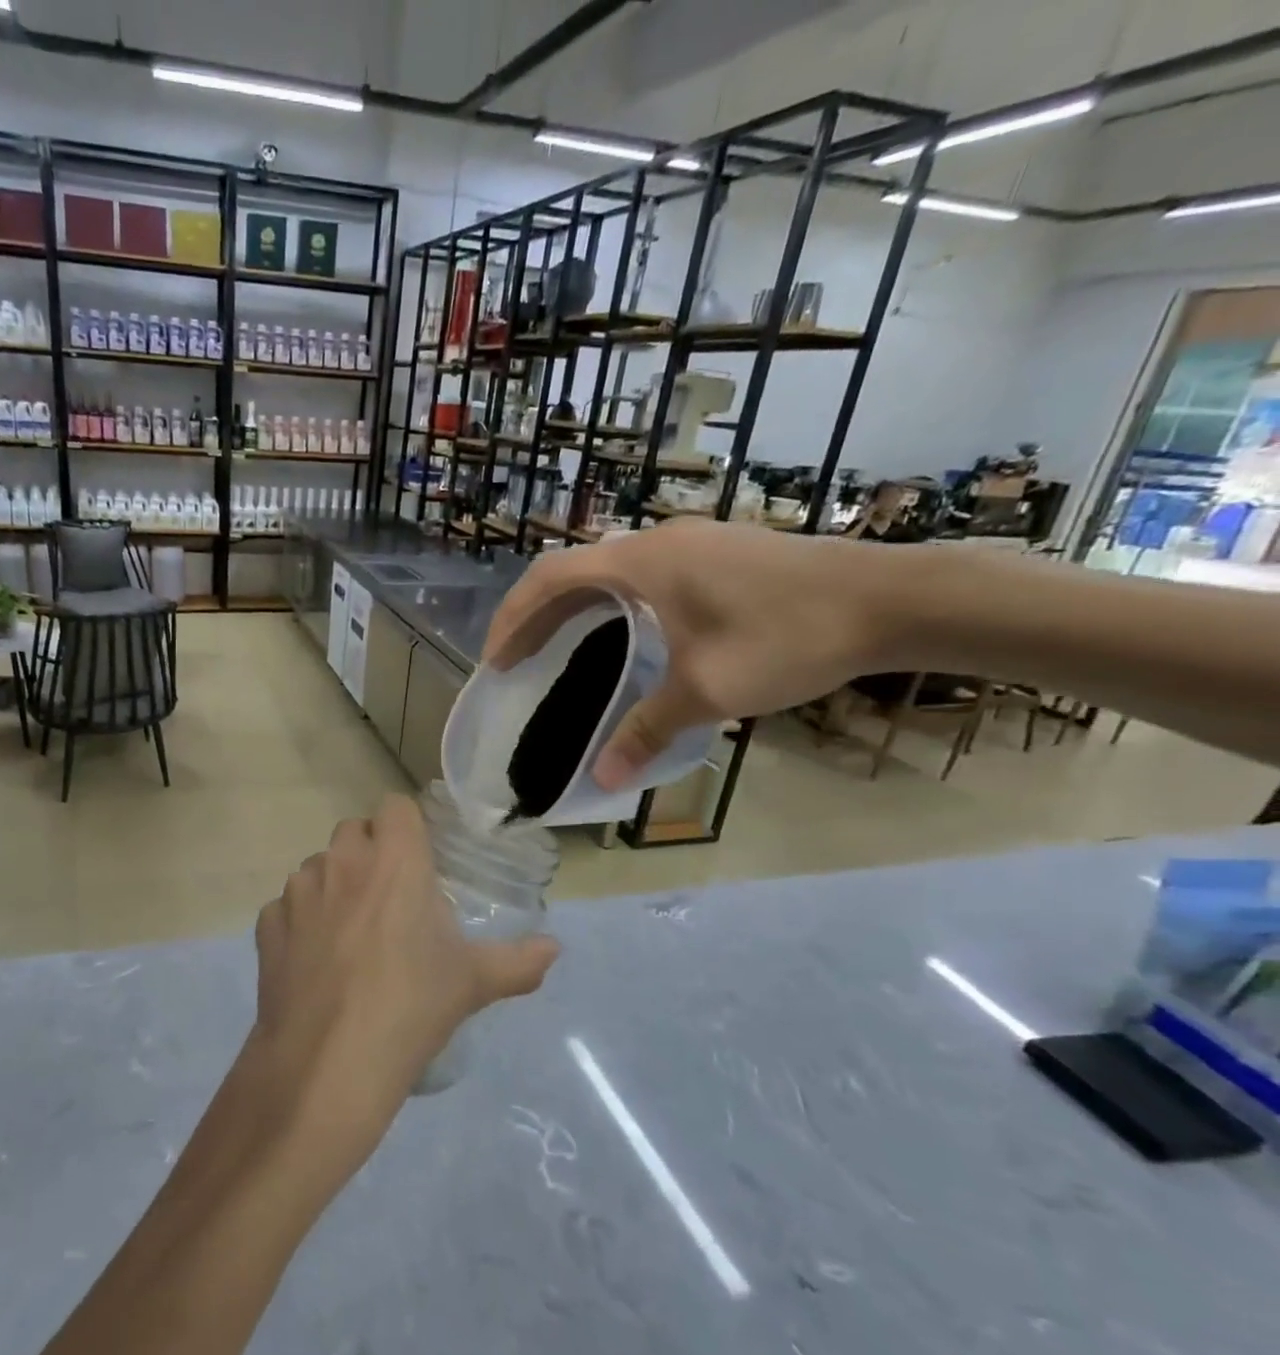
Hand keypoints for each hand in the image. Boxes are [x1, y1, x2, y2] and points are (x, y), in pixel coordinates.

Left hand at [248, 796, 557, 1177]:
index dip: (407, 828)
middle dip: (370, 853)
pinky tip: (315, 962)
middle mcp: (341, 861)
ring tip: (351, 936)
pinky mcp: (267, 924)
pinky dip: (300, 923)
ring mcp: (298, 891)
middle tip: (390, 899)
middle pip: (354, 831)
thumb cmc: (410, 1007)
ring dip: (334, 885)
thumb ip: (518, 961)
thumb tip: (554, 948)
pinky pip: (286, 907)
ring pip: (317, 867)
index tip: (419, 860)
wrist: (327, 1061)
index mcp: (394, 861)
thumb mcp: (472, 984)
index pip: (396, 806)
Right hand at [483, 520, 894, 788]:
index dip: (513, 619)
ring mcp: (690, 542)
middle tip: (517, 661)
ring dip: (573, 608)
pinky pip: (639, 574)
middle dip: (535, 616)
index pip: (549, 578)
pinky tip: (622, 636)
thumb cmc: (788, 637)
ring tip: (557, 650)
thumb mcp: (708, 690)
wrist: (893, 599)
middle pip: (572, 571)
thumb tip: (602, 778)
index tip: (496, 661)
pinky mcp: (716, 553)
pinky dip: (609, 604)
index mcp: (641, 563)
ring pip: (607, 571)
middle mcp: (656, 541)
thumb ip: (646, 730)